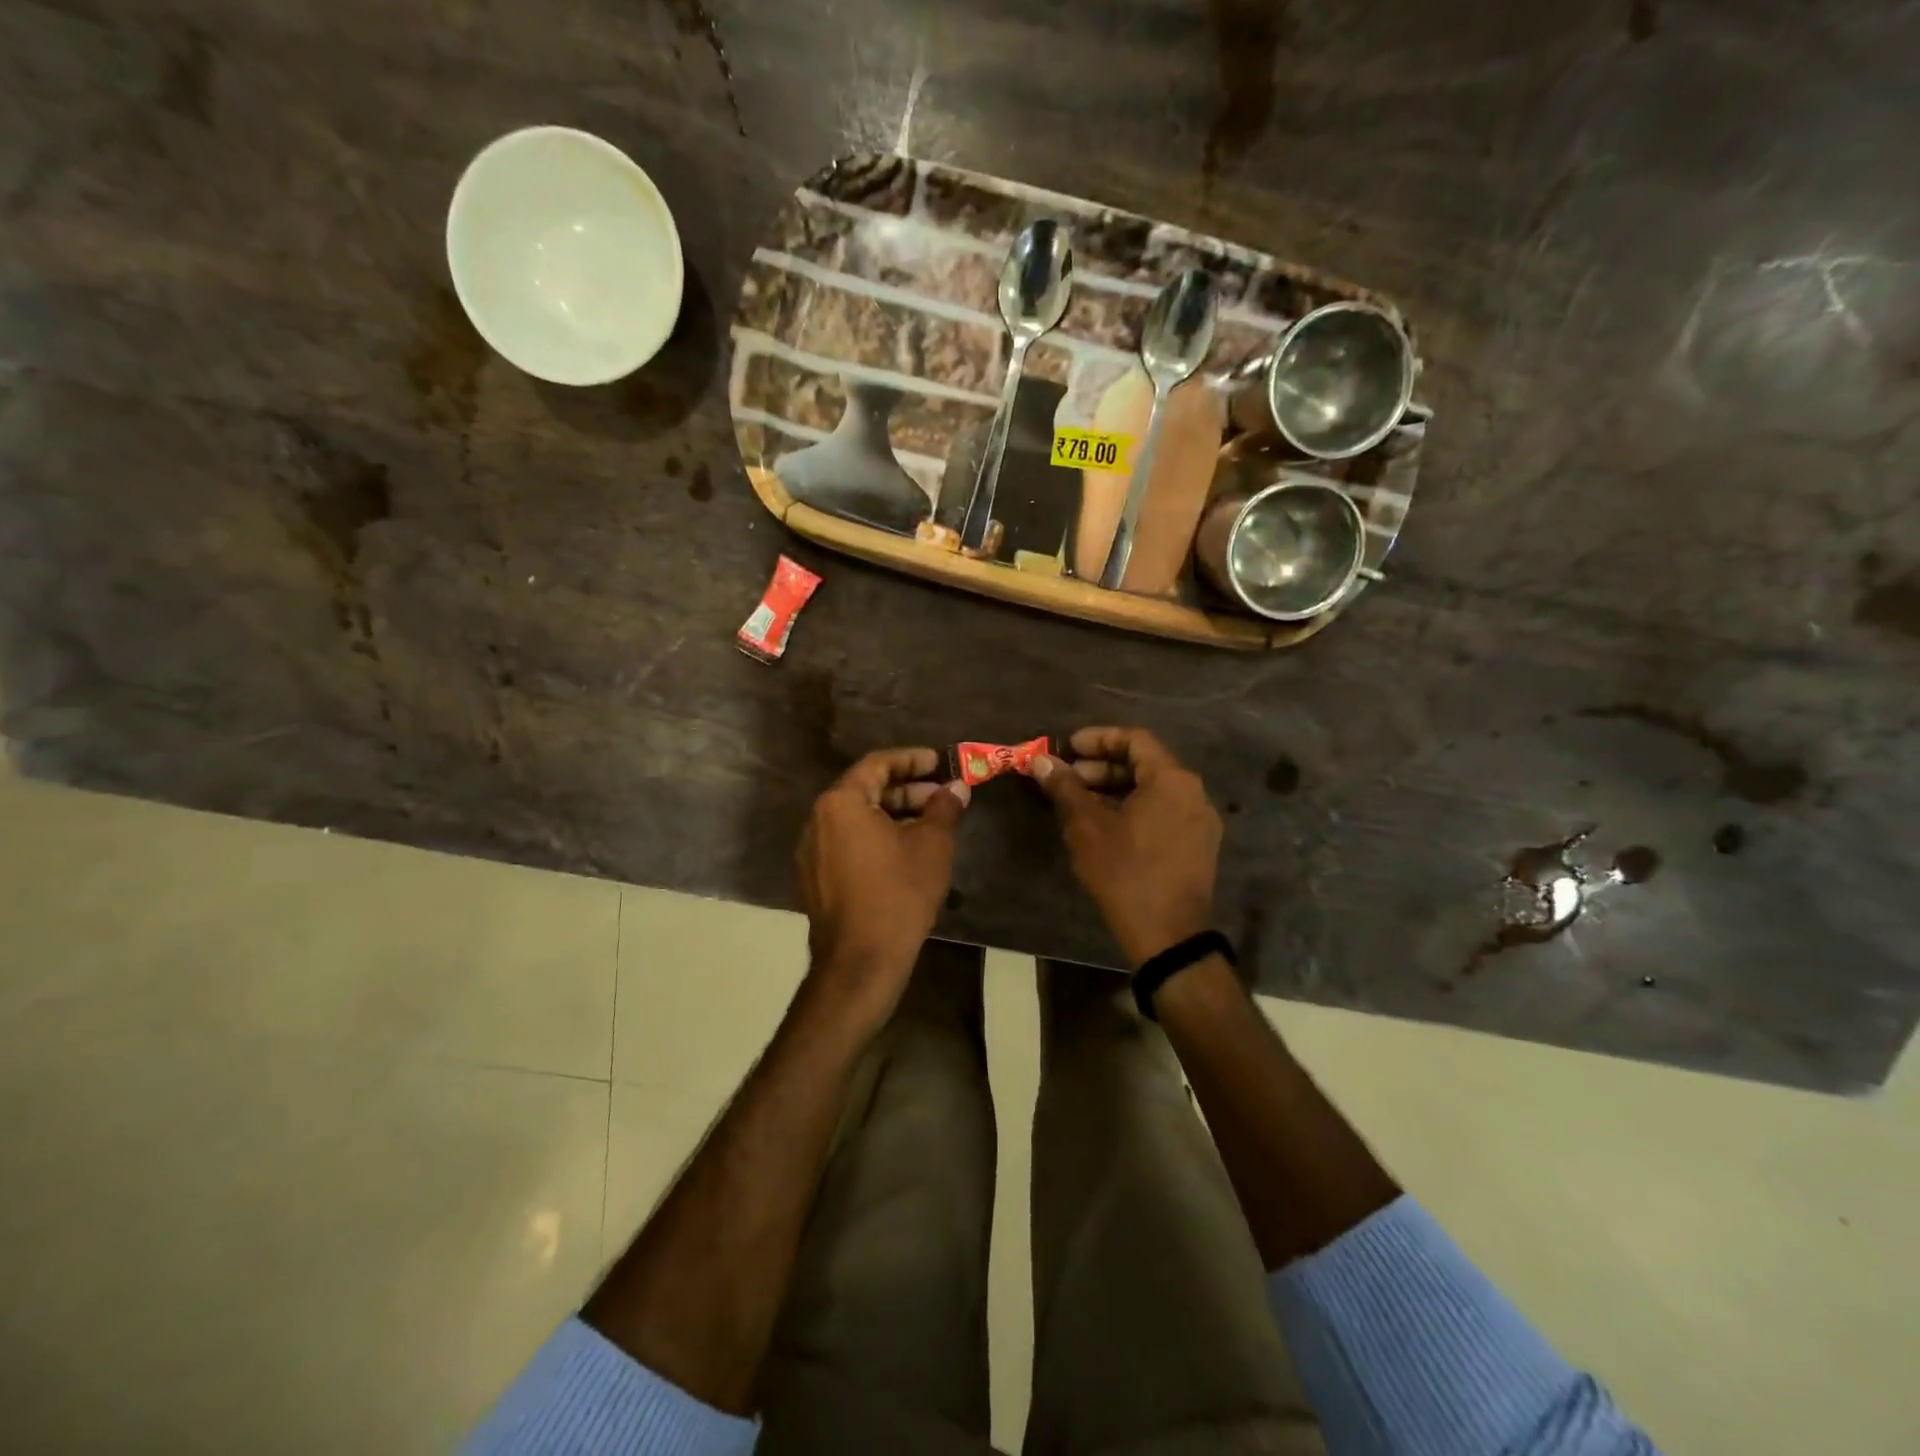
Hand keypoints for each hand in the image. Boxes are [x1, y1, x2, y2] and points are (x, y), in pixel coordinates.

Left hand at [796, 747, 969, 1026]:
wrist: (860, 962)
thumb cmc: (898, 894)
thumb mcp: (931, 845)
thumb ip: (944, 808)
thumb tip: (957, 787)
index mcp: (840, 802)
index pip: (877, 764)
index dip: (912, 759)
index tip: (940, 762)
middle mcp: (818, 819)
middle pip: (865, 789)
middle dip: (906, 789)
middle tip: (941, 795)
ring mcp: (812, 851)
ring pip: (856, 818)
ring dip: (893, 814)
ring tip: (930, 823)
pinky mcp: (815, 877)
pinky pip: (848, 841)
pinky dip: (876, 836)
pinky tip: (905, 851)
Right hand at [1032, 727, 1221, 966]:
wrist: (1168, 936)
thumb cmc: (1125, 873)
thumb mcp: (1087, 827)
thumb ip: (1065, 788)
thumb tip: (1042, 761)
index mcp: (1172, 780)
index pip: (1134, 739)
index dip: (1098, 739)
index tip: (1068, 748)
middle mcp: (1193, 793)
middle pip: (1145, 764)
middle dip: (1103, 767)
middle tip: (1069, 778)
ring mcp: (1200, 821)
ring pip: (1153, 790)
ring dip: (1116, 789)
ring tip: (1080, 803)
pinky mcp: (1197, 845)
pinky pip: (1163, 811)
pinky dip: (1134, 808)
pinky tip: (1105, 826)